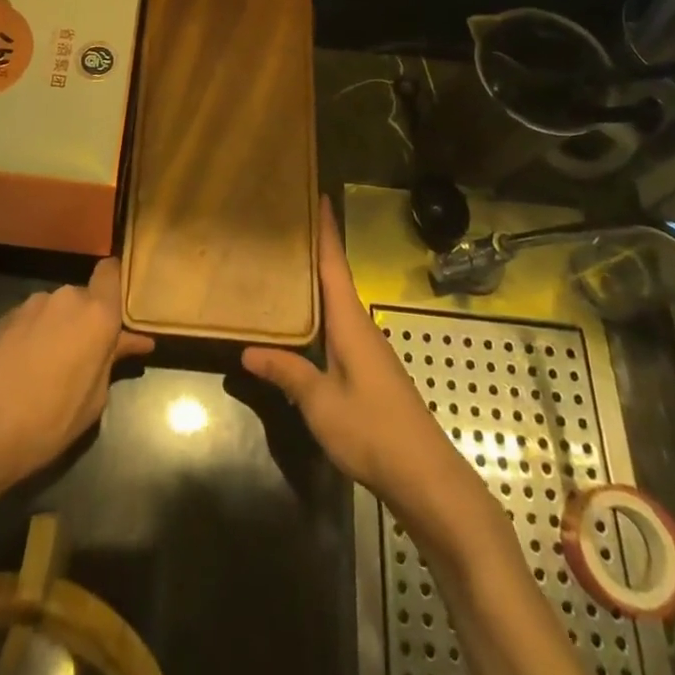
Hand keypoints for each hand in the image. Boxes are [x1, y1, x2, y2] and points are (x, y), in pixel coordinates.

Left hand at [0, 258, 154, 486]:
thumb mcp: (93, 401)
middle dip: (87, 321)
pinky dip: (36, 335)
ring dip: (61, 329)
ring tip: (52, 368)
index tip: (119, 310)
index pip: (112, 271)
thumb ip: (112, 361)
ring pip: (58, 309)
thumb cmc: (47, 421)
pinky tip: (27, 367)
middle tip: (86, 357)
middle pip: (85, 297)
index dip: (116, 285)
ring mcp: (33, 303)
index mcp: (96, 314)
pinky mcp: (6, 315)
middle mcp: (67, 297)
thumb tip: (132, 341)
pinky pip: (34, 319)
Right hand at [243, 200, 480, 531]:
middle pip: (335, 278)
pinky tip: (301, 324)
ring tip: (283, 267)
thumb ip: (286, 372)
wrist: (427, 480)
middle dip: (315, 250)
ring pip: (337, 304)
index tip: (318, 194)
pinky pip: (339, 328)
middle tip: (283, 225)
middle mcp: (361, 327)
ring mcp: (369, 350)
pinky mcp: (370, 372)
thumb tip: (247, 350)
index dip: (326, 230)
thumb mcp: (321, 403)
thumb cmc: (373, 432)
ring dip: (316, 282)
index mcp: (350, 323)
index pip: (335, 264)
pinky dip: (319, 313)